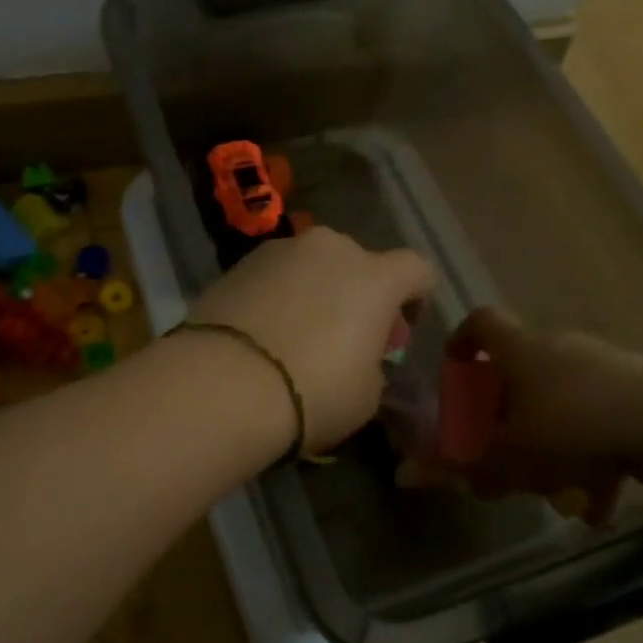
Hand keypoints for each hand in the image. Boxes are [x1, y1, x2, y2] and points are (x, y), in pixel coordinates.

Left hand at [186, 226, 434, 451]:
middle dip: (360, 294)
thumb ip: (373, 362)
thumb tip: (360, 354)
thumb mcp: (367, 394)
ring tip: (297, 335)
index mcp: (376, 277)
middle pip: (360, 263)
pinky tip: (263, 332)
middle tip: (346, 337)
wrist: (224, 382)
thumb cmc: (313, 391)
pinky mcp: (238, 262)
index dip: (417, 297)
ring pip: (313, 265)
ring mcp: (281, 250)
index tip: (400, 330)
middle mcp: (332, 249)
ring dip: (316, 290)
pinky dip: (278, 295)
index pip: (417, 269)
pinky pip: (275, 275)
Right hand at [442, 308, 642, 521]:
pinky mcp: (638, 392)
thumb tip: (407, 475)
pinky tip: (597, 506)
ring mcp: (603, 367)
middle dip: (507, 417)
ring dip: (552, 447)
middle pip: (520, 372)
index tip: (455, 371)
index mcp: (521, 349)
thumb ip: (463, 463)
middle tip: (502, 453)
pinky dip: (594, 460)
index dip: (462, 340)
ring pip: (562, 405)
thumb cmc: (574, 425)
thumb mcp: (512, 453)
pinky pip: (601, 423)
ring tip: (554, 494)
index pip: (481, 322)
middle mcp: (558, 348)